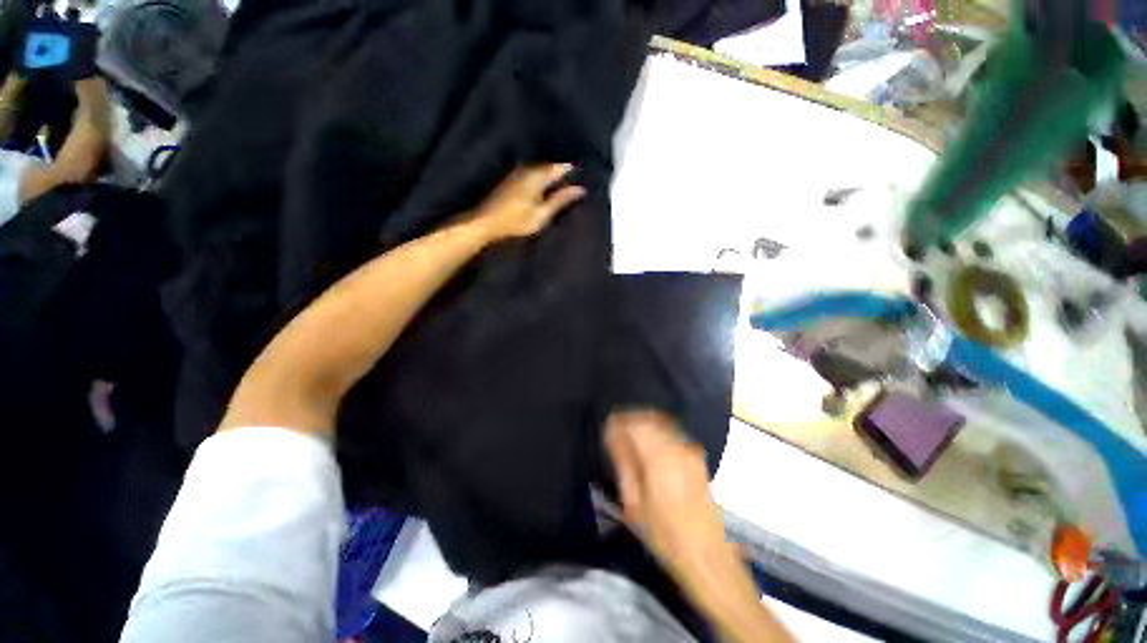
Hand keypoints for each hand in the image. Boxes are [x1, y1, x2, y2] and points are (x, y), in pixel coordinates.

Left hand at [474, 163, 585, 241]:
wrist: (486, 222)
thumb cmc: (517, 220)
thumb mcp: (542, 213)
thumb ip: (561, 200)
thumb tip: (580, 189)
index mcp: (537, 175)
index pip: (559, 167)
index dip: (571, 171)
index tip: (582, 177)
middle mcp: (527, 169)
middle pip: (549, 167)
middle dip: (560, 174)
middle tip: (574, 184)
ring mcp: (517, 173)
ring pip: (539, 171)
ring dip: (549, 177)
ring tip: (561, 188)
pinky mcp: (510, 180)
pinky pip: (531, 175)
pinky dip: (539, 181)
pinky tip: (543, 191)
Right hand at [604, 410, 730, 578]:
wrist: (707, 554)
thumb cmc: (665, 534)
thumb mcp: (635, 504)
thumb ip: (625, 465)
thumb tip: (614, 440)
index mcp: (660, 458)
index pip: (636, 426)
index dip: (619, 422)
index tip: (607, 425)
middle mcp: (677, 448)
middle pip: (650, 419)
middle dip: (631, 419)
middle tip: (615, 428)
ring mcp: (690, 452)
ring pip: (662, 424)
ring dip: (644, 423)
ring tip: (629, 435)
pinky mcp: (697, 458)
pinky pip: (671, 434)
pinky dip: (656, 431)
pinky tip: (648, 444)